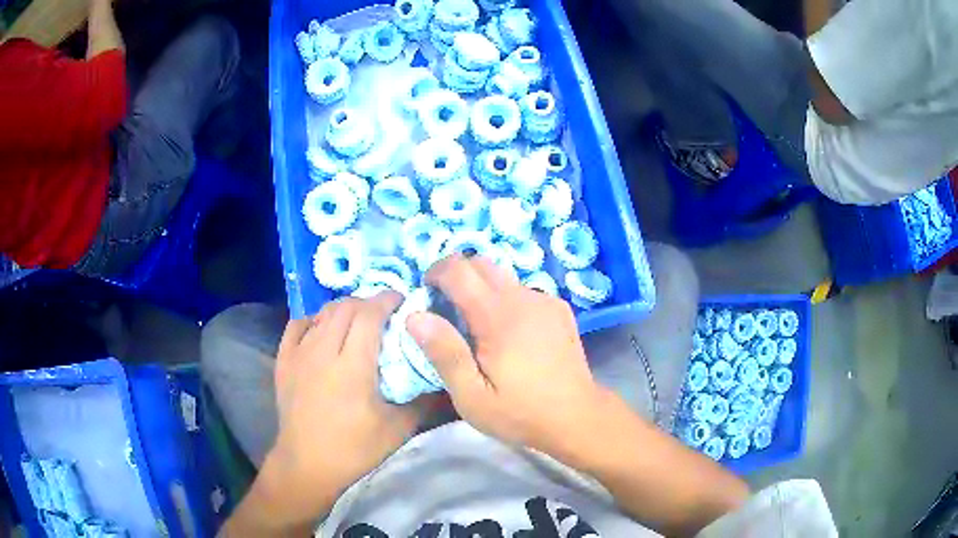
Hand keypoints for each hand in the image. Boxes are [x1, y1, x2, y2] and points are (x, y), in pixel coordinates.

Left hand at [258, 293, 432, 527]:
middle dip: (367, 302)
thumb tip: (445, 380)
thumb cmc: (354, 449)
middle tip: (383, 312)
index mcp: (352, 365)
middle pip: (345, 308)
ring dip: (342, 309)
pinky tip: (321, 328)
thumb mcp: (397, 429)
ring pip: (322, 314)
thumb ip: (423, 401)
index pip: (369, 314)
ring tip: (356, 319)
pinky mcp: (283, 362)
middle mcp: (323, 351)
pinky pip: (296, 325)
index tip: (401, 300)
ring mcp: (299, 354)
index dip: (386, 300)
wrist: (308, 465)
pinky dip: (313, 319)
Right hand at [407, 255, 613, 461]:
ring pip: (504, 276)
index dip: (436, 272)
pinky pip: (523, 291)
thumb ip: (444, 353)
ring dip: (482, 289)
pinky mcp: (559, 309)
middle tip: (447, 309)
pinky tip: (510, 334)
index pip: (459, 269)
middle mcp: (523, 297)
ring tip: (478, 326)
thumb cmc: (520, 413)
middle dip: (457, 276)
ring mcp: (545, 301)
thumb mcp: (472, 396)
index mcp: (498, 316)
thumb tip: (415, 316)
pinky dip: (506, 300)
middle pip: (482, 263)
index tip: (426, 294)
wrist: (577, 418)